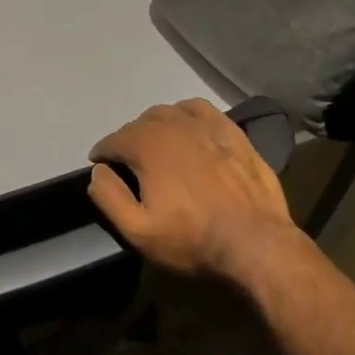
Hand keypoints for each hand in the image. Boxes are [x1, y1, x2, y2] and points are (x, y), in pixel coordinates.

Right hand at [88, 99, 301, 282]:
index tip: (99, 165)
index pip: (114, 140)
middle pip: (140, 123)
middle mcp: (174, 127)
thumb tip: (98, 171)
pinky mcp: (234, 134)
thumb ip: (109, 197)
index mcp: (148, 147)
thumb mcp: (137, 230)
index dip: (102, 152)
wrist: (256, 244)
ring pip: (170, 112)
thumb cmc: (192, 240)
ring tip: (156, 144)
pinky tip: (189, 128)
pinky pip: (203, 110)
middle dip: (127, 139)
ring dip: (155, 124)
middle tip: (127, 162)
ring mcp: (207, 127)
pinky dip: (187, 114)